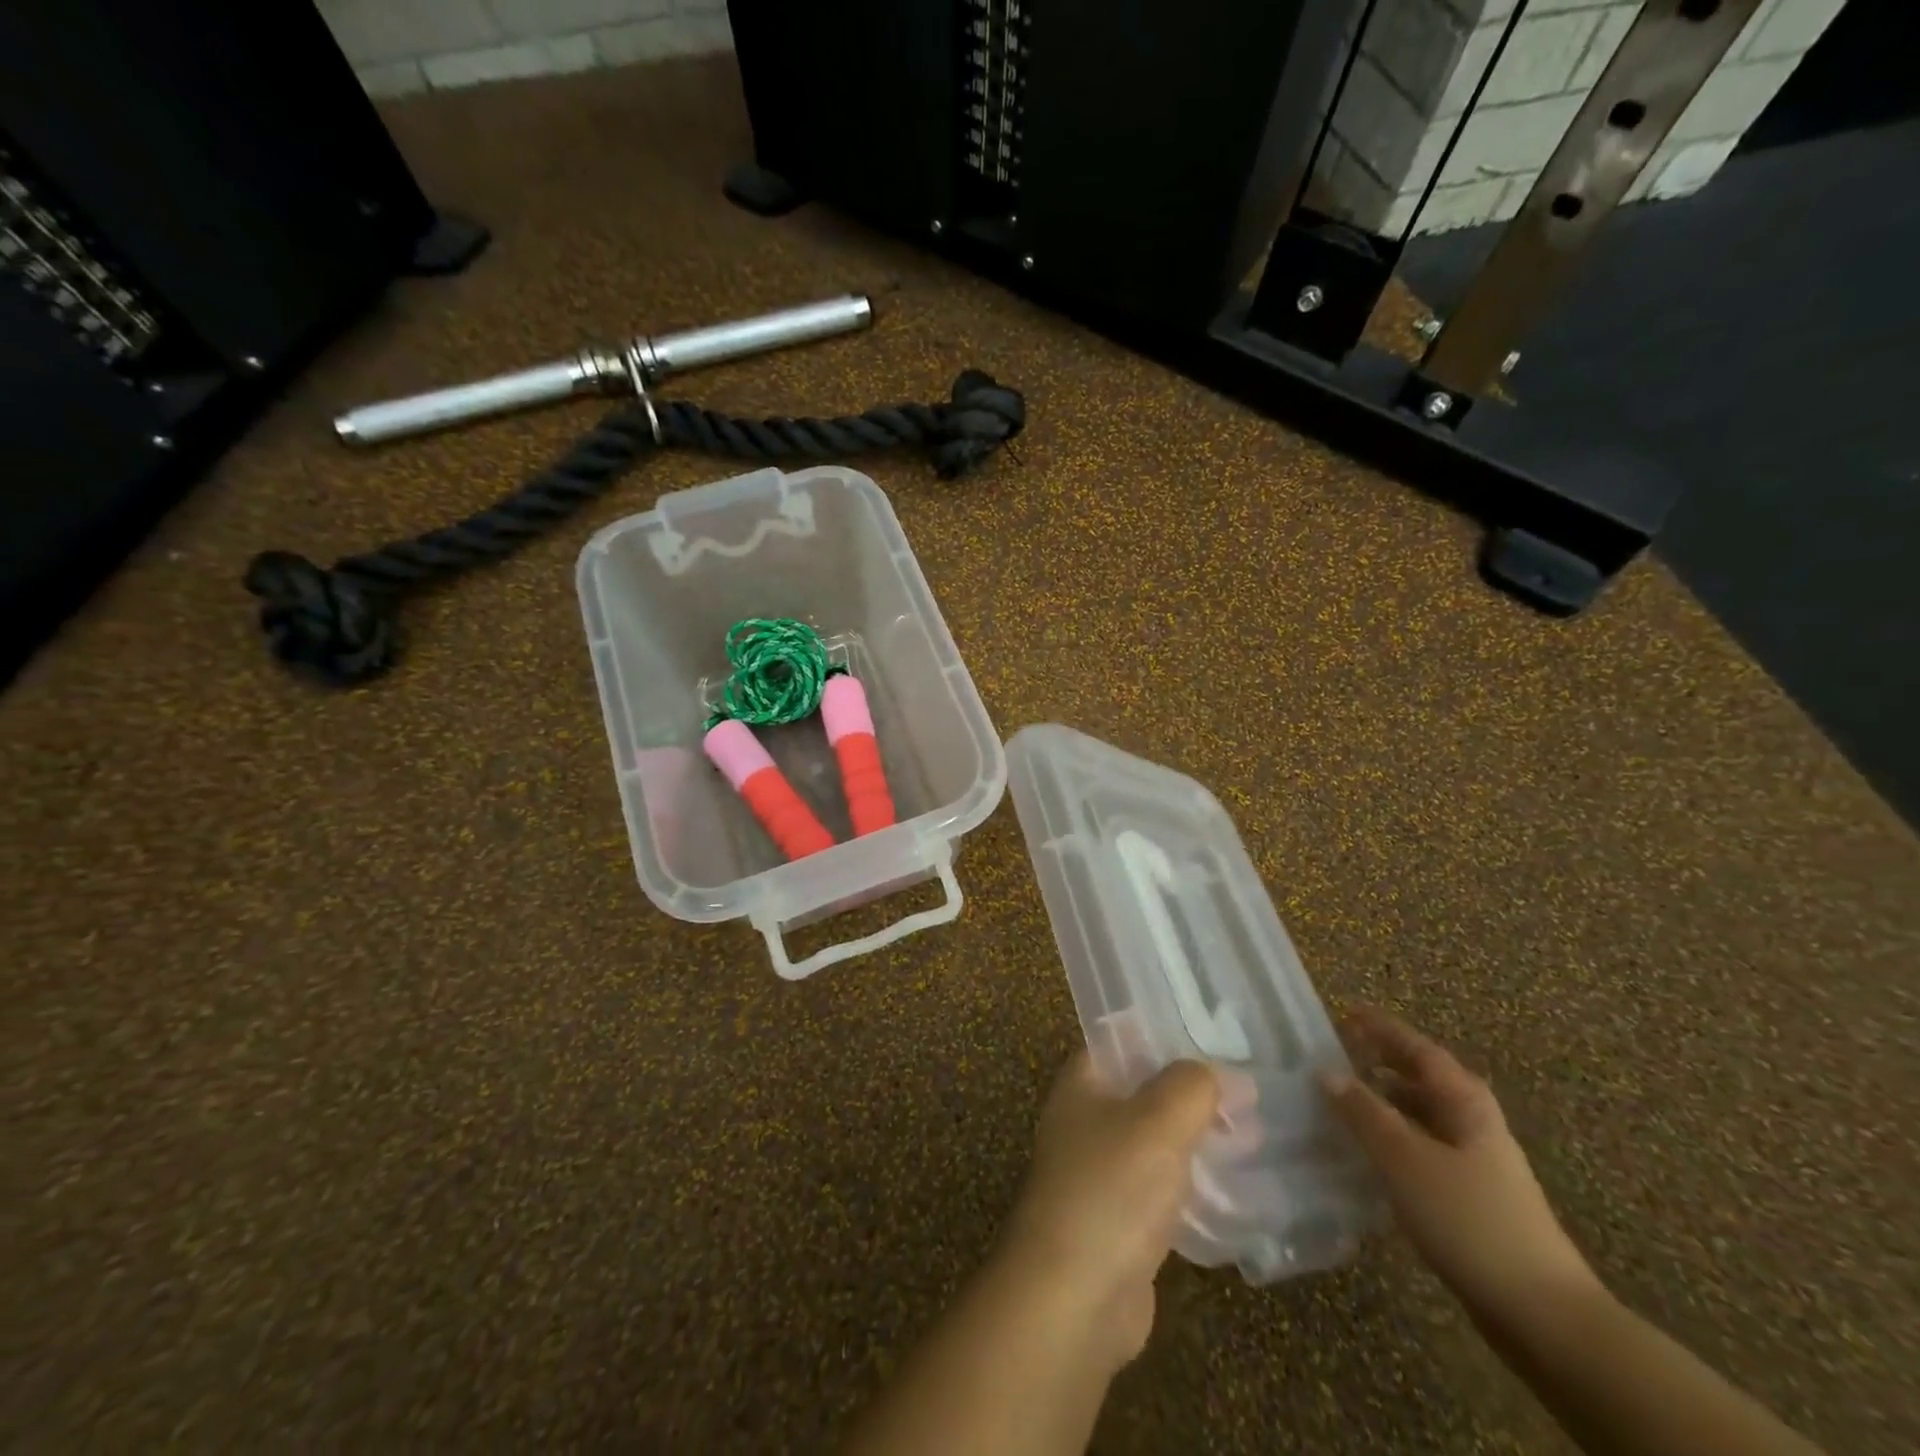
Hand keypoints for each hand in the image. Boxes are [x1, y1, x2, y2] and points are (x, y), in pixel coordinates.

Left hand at [1001, 1050, 1221, 1369]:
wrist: (1074, 1296)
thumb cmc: (1111, 1188)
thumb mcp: (1158, 1120)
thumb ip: (1192, 1086)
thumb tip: (1226, 1074)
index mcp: (1082, 1082)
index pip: (1123, 1038)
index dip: (1167, 1032)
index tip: (1218, 1032)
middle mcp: (1087, 1119)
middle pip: (1146, 1089)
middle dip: (1195, 1090)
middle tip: (1253, 1090)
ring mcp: (1102, 1170)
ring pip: (1158, 1139)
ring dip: (1201, 1135)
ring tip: (1257, 1132)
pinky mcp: (1122, 1219)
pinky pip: (1164, 1185)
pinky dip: (1196, 1181)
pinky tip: (1240, 1184)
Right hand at [1319, 1006, 1603, 1329]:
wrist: (1543, 1315)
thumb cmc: (1470, 1220)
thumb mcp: (1405, 1159)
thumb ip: (1363, 1112)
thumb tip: (1325, 1070)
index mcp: (1466, 1103)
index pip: (1419, 1050)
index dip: (1383, 1029)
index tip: (1345, 1011)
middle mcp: (1474, 1124)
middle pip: (1425, 1080)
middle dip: (1384, 1063)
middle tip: (1340, 1053)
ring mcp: (1478, 1165)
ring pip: (1423, 1118)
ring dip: (1386, 1103)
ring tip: (1343, 1101)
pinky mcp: (1473, 1201)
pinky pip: (1423, 1151)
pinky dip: (1394, 1141)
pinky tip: (1368, 1156)